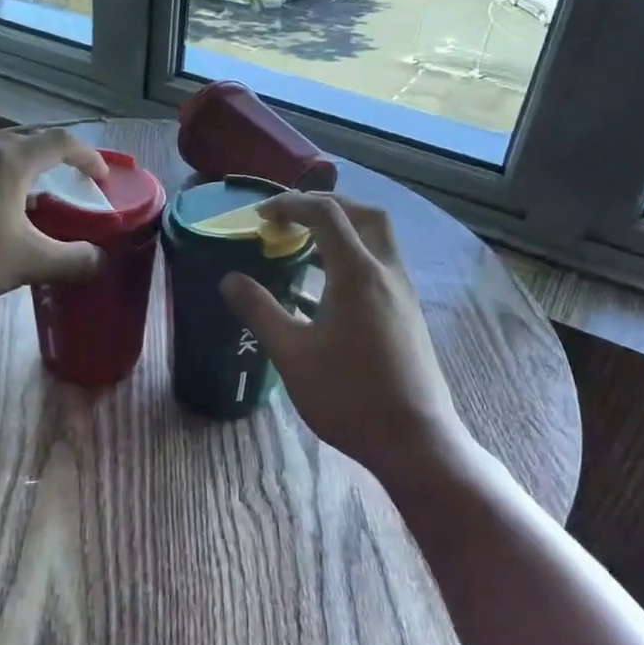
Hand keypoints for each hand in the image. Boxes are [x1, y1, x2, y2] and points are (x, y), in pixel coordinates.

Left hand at [0, 129, 108, 308]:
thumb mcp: (28, 263)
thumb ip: (72, 261)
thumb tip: (100, 259)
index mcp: (10, 161)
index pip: (61, 142)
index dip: (89, 156)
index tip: (103, 178)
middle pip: (27, 142)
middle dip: (55, 158)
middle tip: (70, 182)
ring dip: (22, 171)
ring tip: (31, 200)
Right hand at [221, 193, 470, 479]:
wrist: (413, 440)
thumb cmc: (348, 396)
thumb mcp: (292, 354)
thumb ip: (260, 310)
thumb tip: (230, 279)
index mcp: (358, 273)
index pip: (326, 214)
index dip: (291, 205)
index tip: (260, 216)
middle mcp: (386, 272)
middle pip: (363, 214)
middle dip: (325, 206)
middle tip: (290, 218)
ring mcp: (402, 292)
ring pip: (377, 239)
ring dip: (342, 230)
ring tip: (303, 246)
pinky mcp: (407, 313)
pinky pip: (380, 265)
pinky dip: (352, 257)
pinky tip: (325, 290)